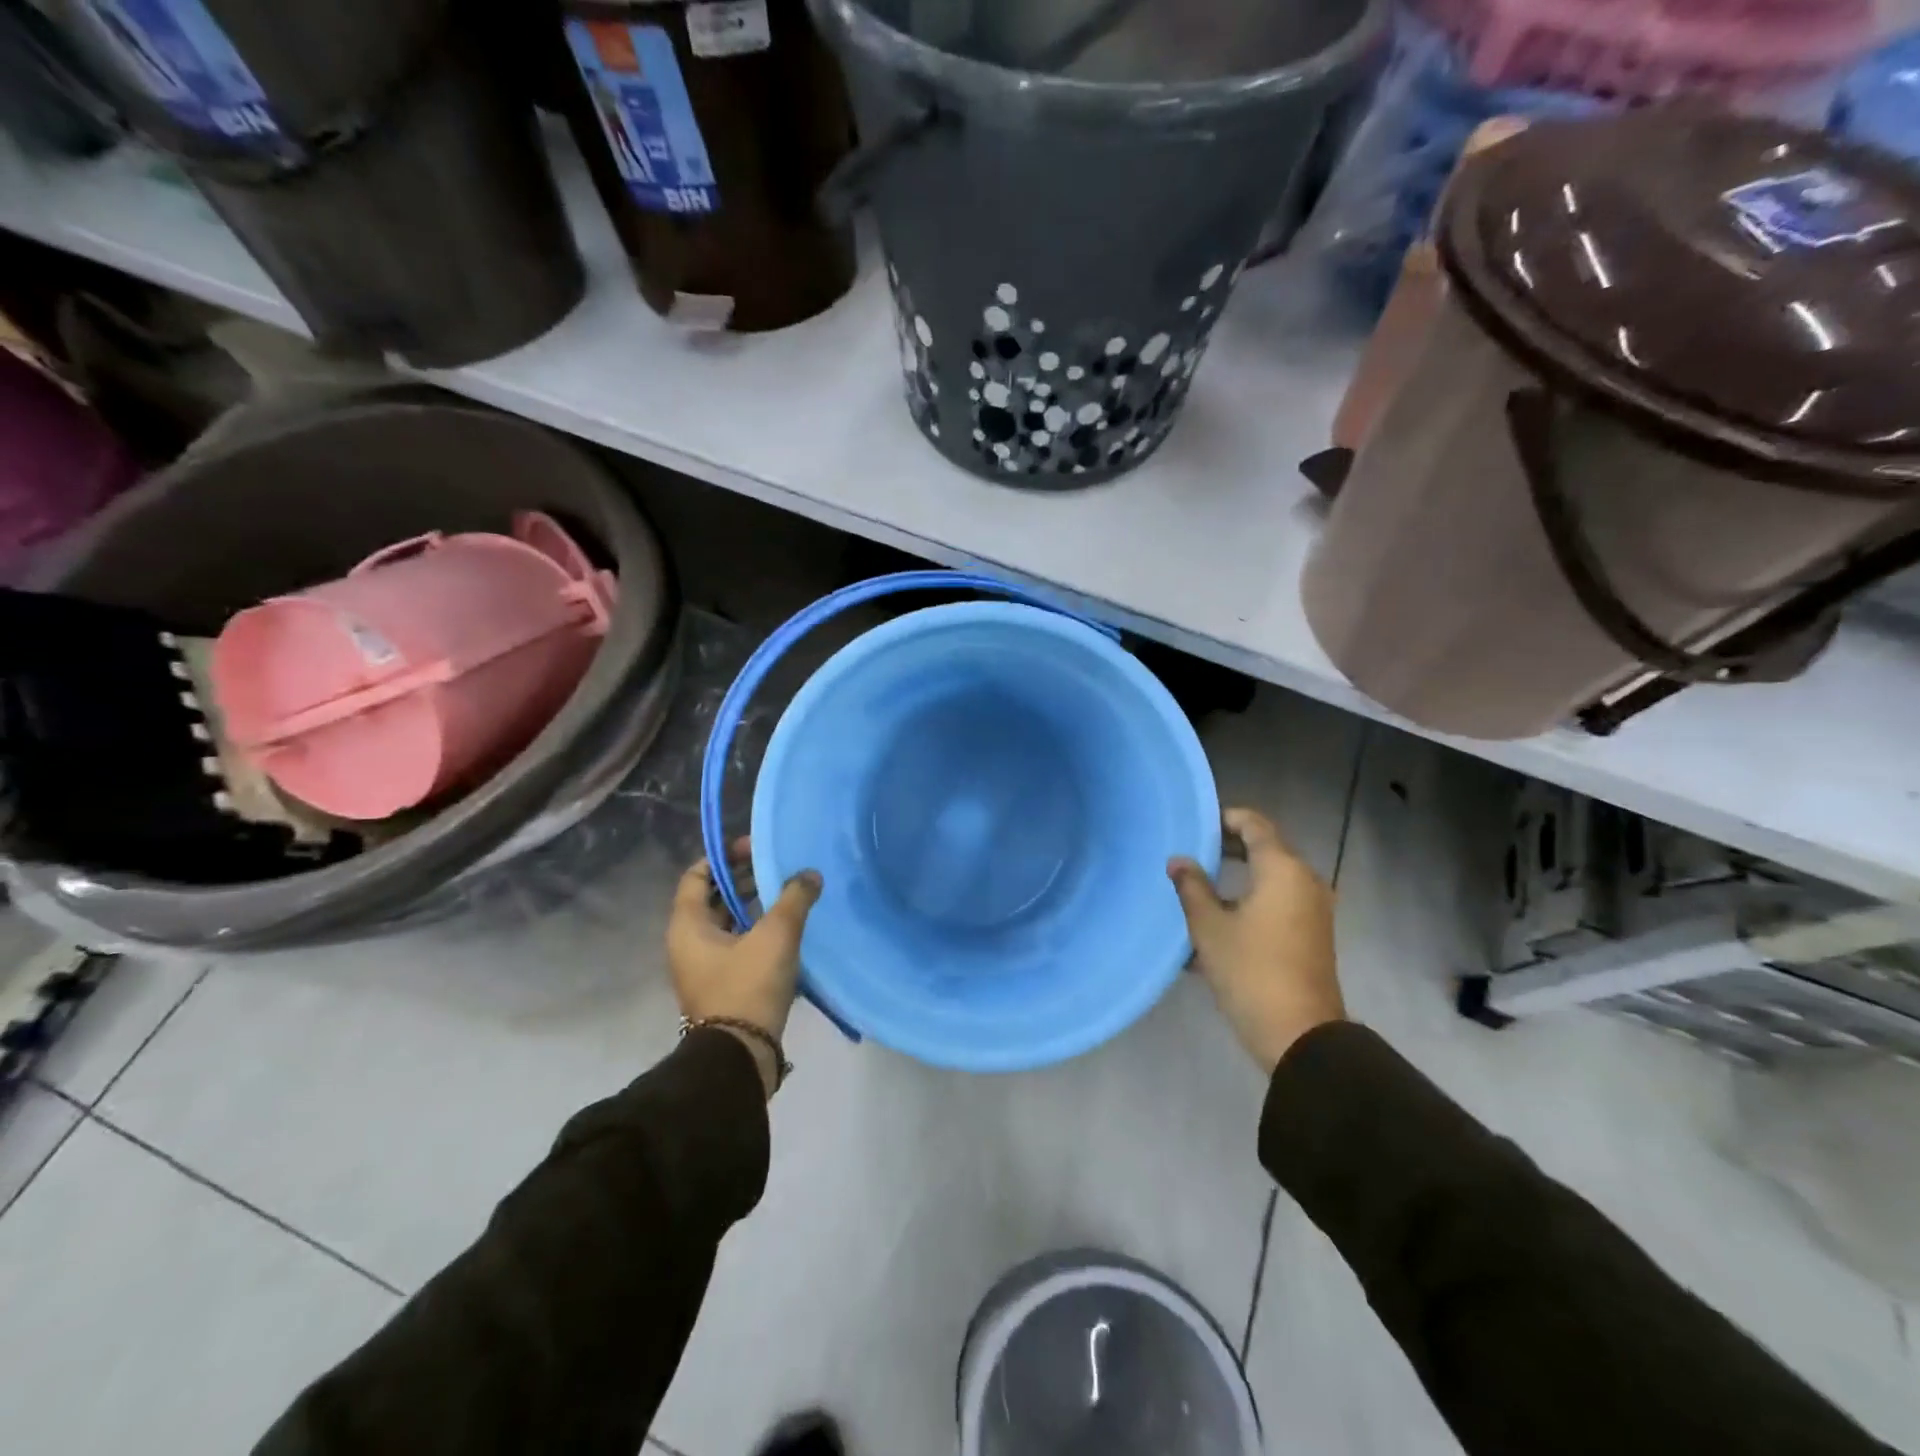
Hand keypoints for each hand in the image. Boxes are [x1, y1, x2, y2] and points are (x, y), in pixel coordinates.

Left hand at [668, 838, 822, 1096]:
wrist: (739, 1056)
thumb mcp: (776, 936)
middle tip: (778, 868)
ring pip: (727, 923)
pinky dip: (756, 930)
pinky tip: (787, 929)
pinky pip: (736, 945)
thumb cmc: (748, 986)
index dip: (723, 856)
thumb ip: (794, 898)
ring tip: (787, 894)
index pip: (697, 876)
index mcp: (688, 926)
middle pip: (713, 898)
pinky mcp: (721, 985)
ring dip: (753, 905)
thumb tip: (810, 874)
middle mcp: (688, 943)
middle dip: (743, 879)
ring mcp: (703, 967)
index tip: (754, 848)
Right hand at [1168, 807, 1344, 1074]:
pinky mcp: (1311, 935)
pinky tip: (1217, 922)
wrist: (1299, 1035)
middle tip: (1192, 852)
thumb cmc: (1251, 970)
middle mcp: (1305, 882)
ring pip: (1270, 879)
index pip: (1255, 825)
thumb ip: (1192, 887)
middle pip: (1266, 849)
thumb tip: (1178, 861)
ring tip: (1198, 887)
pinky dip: (1250, 901)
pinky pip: (1278, 903)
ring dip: (1237, 878)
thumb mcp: (1209, 927)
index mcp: (1283, 870)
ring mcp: (1313, 910)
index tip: (1196, 823)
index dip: (1225, 817)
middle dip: (1228, 848)